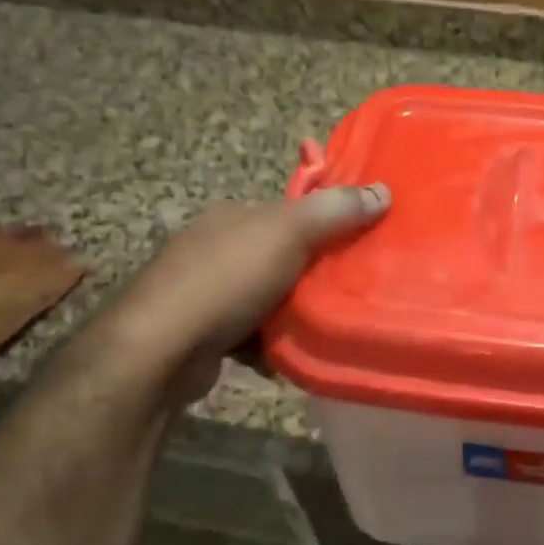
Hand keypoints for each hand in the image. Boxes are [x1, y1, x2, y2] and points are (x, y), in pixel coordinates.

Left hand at [89, 184, 389, 408]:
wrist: (161, 351)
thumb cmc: (226, 280)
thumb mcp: (289, 233)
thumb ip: (335, 211)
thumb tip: (383, 191)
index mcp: (232, 216)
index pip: (288, 213)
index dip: (324, 224)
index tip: (358, 243)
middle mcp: (215, 248)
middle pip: (281, 255)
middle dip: (312, 272)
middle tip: (351, 289)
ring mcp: (205, 293)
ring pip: (268, 297)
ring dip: (294, 312)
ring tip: (330, 325)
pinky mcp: (203, 334)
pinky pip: (252, 333)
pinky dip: (271, 343)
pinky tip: (291, 354)